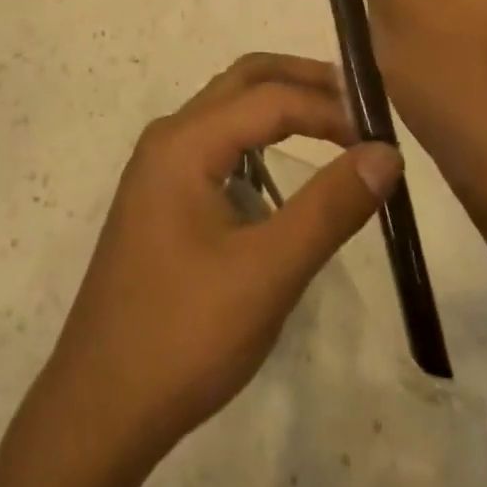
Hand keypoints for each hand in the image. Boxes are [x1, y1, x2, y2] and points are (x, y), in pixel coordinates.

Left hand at [0, 54, 400, 486]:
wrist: (100, 405)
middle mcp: (168, 138)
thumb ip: (329, 208)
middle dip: (301, 81)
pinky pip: (215, 146)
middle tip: (359, 100)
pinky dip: (256, 141)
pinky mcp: (160, 197)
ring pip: (227, 112)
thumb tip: (386, 152)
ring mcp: (159, 167)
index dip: (329, 107)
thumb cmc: (184, 335)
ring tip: (333, 127)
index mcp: (185, 142)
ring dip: (278, 107)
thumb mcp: (268, 273)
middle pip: (242, 82)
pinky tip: (282, 176)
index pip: (269, 98)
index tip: (382, 133)